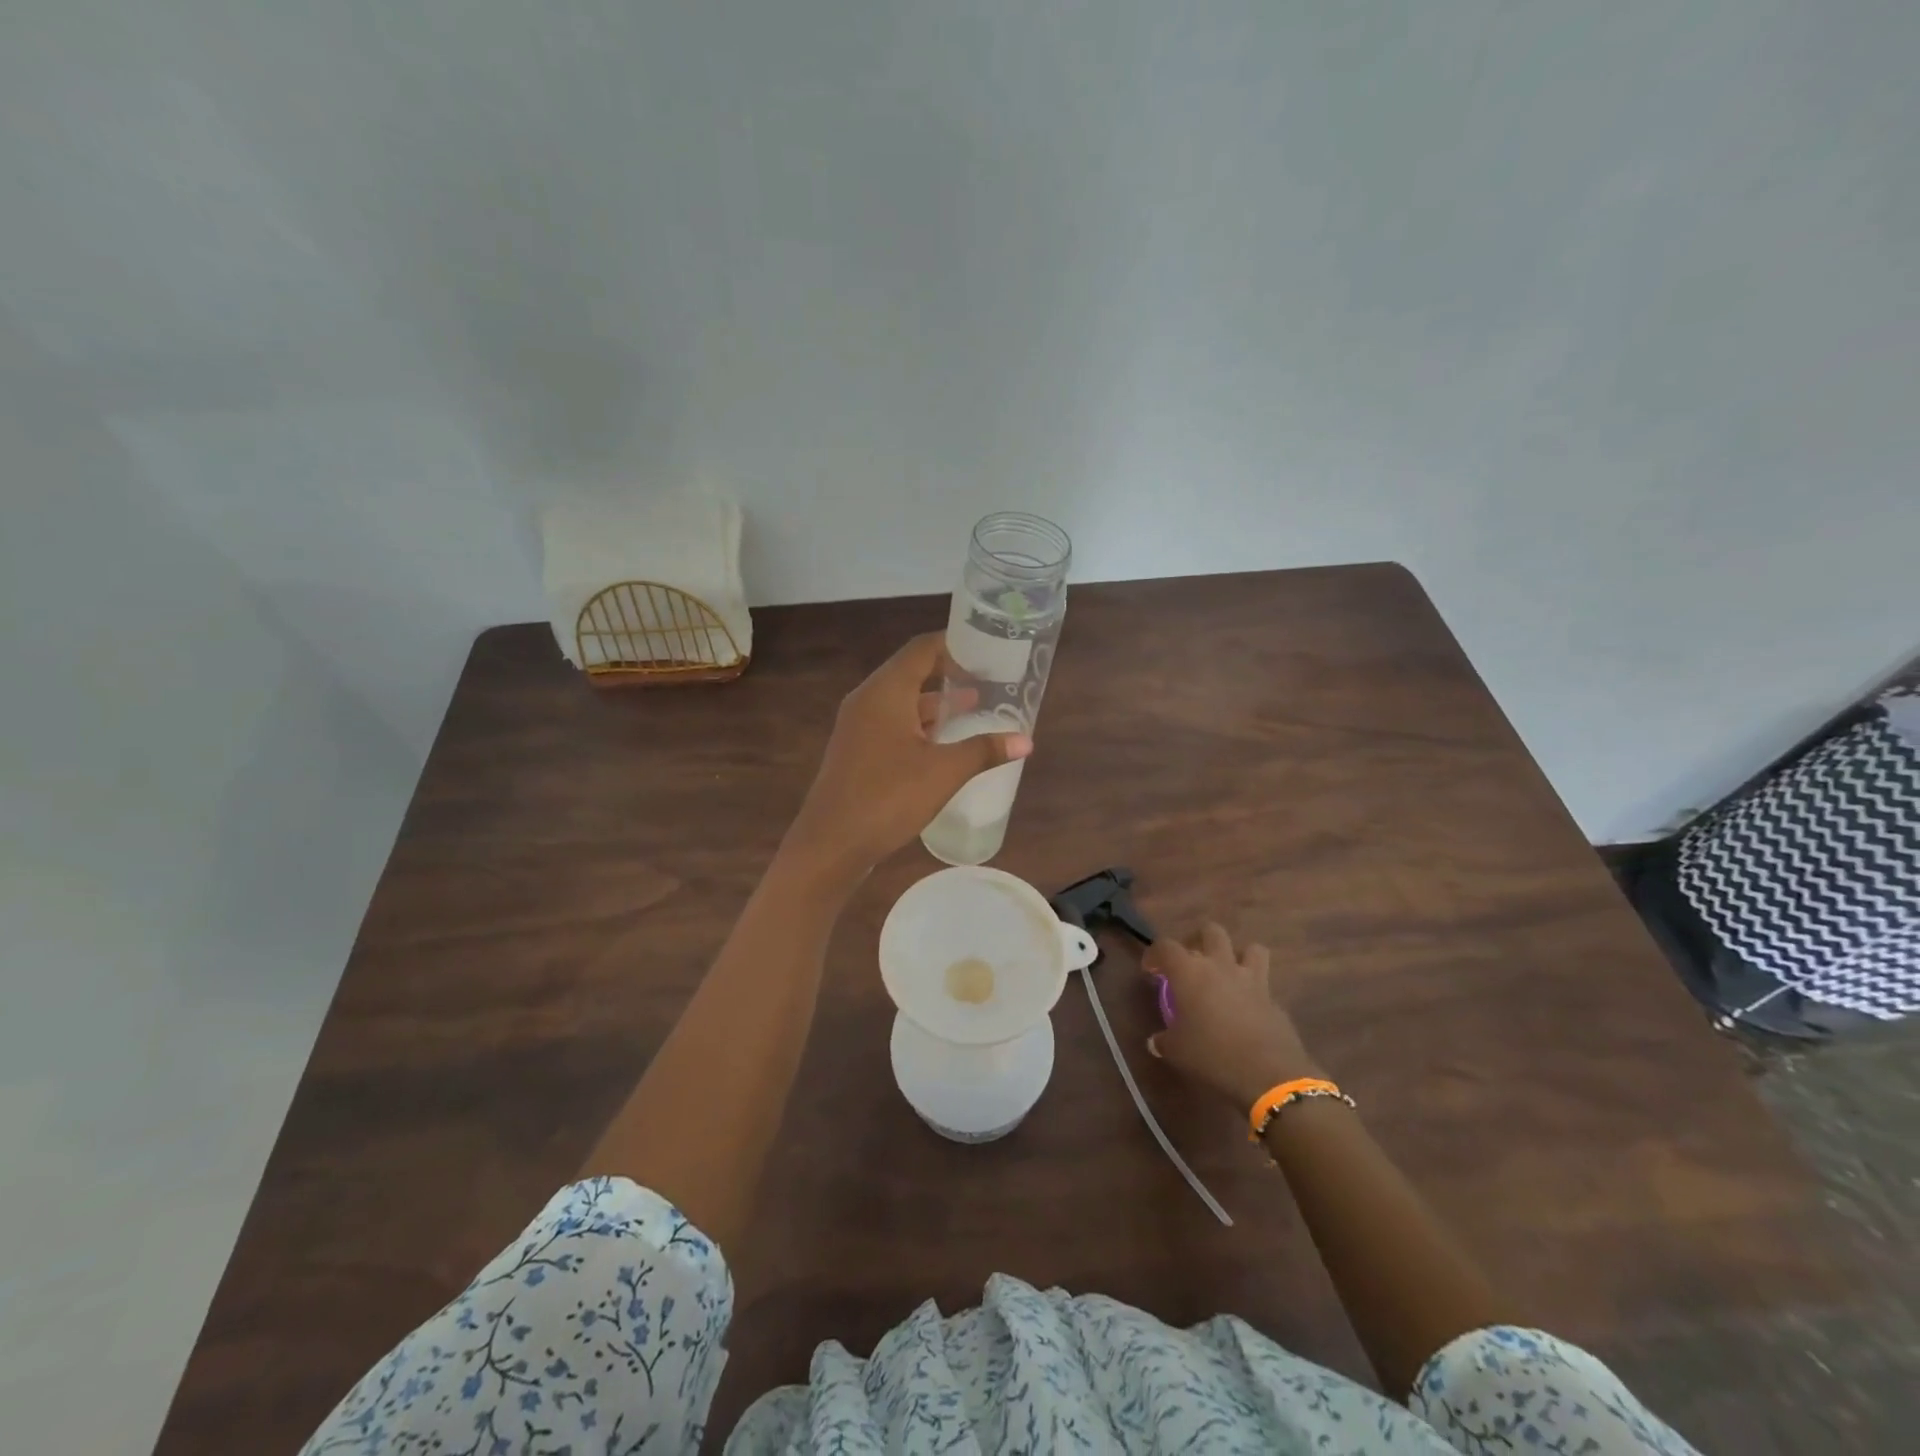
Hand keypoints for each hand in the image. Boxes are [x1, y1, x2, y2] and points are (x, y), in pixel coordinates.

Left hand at [786, 633, 1031, 873]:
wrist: (830, 843)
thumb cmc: (888, 797)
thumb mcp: (943, 772)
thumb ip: (983, 750)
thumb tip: (1026, 740)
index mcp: (885, 691)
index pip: (921, 649)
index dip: (953, 645)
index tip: (985, 651)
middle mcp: (867, 699)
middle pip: (910, 671)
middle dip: (948, 674)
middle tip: (986, 679)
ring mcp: (857, 726)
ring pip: (900, 701)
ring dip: (934, 703)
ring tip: (973, 707)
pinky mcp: (855, 750)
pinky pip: (890, 723)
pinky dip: (918, 724)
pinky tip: (942, 743)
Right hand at [1144, 923, 1321, 1111]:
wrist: (1268, 1073)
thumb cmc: (1212, 1054)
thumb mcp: (1177, 1051)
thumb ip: (1164, 1041)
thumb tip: (1156, 1041)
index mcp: (1190, 971)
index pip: (1166, 946)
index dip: (1155, 953)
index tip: (1151, 969)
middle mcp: (1220, 965)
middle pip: (1211, 931)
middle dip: (1198, 940)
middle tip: (1190, 961)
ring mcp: (1251, 979)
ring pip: (1250, 948)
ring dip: (1237, 955)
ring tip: (1227, 973)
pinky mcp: (1274, 999)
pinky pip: (1263, 983)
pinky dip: (1254, 989)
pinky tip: (1246, 1008)